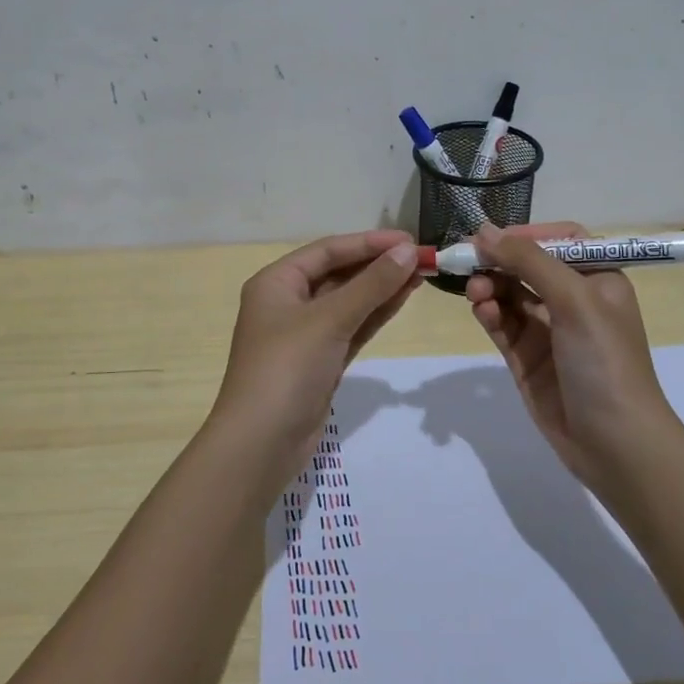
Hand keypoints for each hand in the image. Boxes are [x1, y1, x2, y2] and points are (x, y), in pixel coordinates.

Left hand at [209, 230, 421, 457]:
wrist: (261, 443)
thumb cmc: (286, 369)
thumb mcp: (329, 320)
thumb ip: (370, 285)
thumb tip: (407, 252)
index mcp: (276, 282)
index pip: (328, 250)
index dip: (369, 242)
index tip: (409, 240)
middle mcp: (287, 302)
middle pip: (338, 274)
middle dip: (378, 265)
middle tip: (422, 258)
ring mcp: (304, 334)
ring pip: (348, 301)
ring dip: (381, 288)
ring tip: (420, 274)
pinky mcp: (320, 361)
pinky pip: (351, 327)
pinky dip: (375, 314)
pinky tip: (402, 299)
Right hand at [463, 222, 671, 485]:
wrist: (615, 443)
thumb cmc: (604, 361)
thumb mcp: (574, 300)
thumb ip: (529, 261)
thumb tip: (484, 231)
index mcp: (598, 279)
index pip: (559, 240)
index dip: (526, 235)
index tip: (491, 237)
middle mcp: (573, 301)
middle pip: (527, 266)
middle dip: (498, 262)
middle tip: (467, 262)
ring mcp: (548, 331)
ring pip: (509, 295)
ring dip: (490, 287)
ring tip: (476, 292)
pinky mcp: (526, 359)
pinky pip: (502, 325)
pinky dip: (489, 314)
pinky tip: (482, 311)